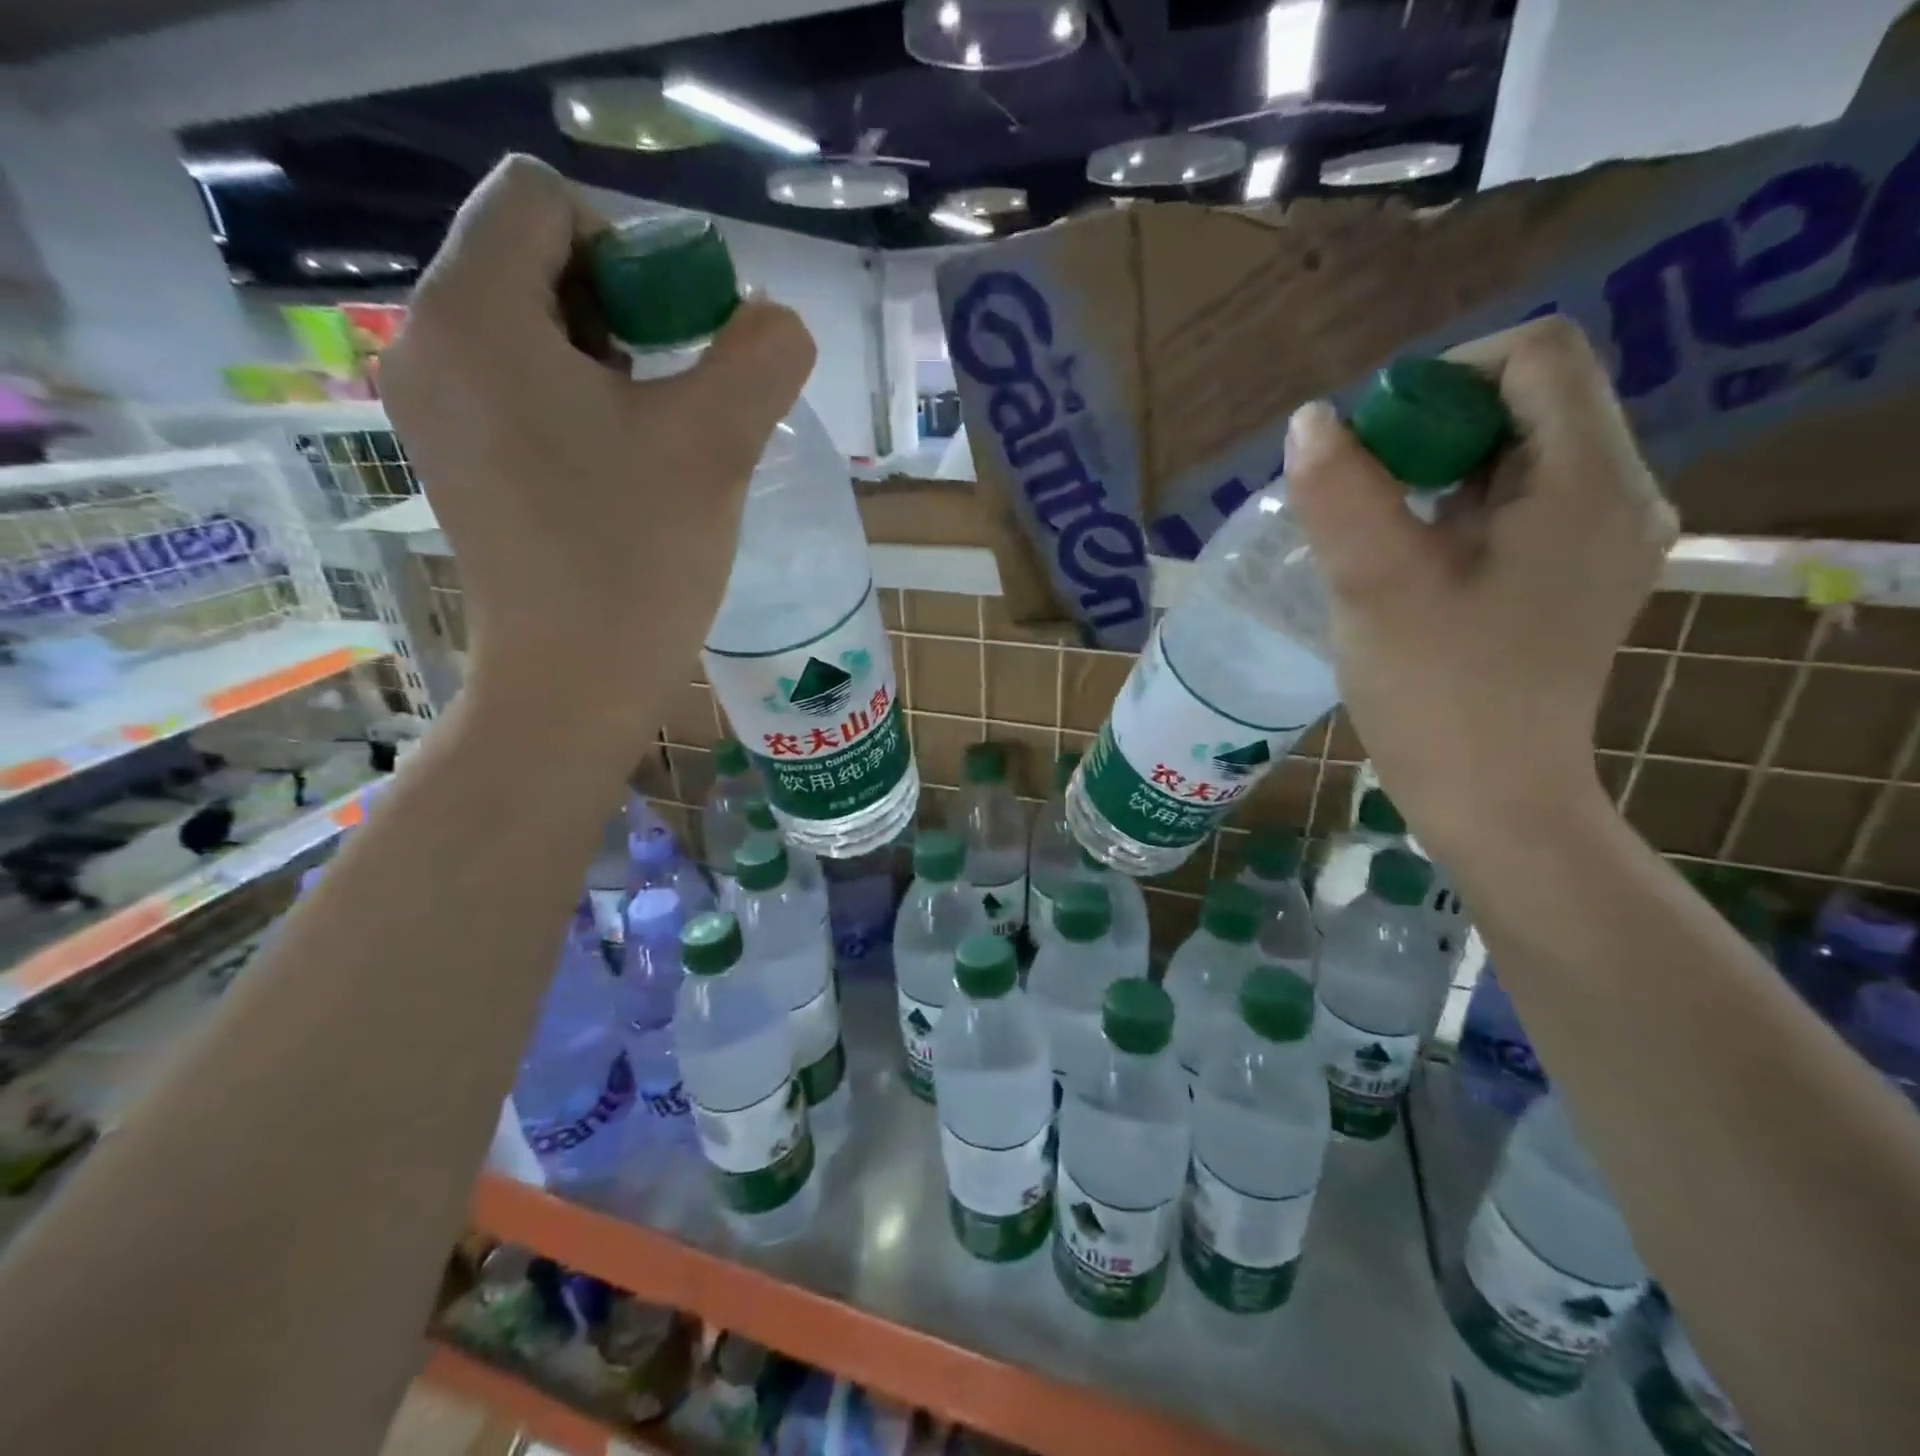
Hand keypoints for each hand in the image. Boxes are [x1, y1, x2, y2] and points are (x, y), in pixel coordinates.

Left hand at [380, 155, 815, 737]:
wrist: (574, 682)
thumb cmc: (636, 560)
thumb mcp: (717, 444)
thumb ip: (763, 356)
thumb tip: (777, 322)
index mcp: (475, 315)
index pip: (542, 199)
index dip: (630, 247)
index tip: (680, 339)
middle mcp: (428, 344)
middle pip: (532, 258)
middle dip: (623, 306)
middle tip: (678, 392)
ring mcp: (434, 406)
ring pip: (529, 325)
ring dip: (609, 358)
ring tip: (657, 434)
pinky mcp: (455, 456)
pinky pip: (518, 383)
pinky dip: (579, 399)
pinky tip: (622, 464)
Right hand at [1284, 317, 1678, 848]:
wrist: (1490, 796)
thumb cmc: (1437, 693)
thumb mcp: (1375, 586)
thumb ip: (1340, 492)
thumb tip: (1310, 420)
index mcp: (1589, 482)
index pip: (1532, 356)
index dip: (1440, 379)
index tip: (1371, 448)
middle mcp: (1618, 495)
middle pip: (1523, 403)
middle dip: (1428, 432)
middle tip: (1360, 497)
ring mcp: (1601, 539)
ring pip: (1513, 456)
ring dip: (1433, 475)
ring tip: (1375, 533)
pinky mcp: (1573, 576)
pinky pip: (1514, 505)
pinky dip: (1452, 510)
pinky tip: (1407, 560)